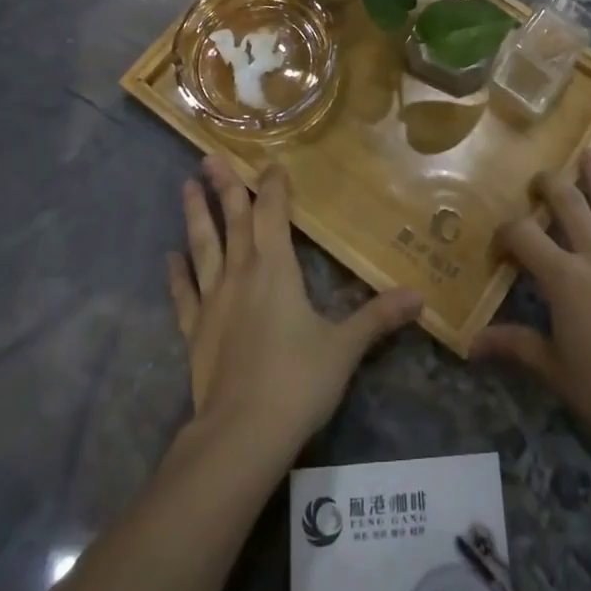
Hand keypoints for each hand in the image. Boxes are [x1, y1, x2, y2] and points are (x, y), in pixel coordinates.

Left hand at [167, 156, 423, 455]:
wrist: (241, 435)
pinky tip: (170, 257)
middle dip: (225, 186)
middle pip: (232, 220)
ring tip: (186, 186)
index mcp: (276, 268)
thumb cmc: (298, 381)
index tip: (272, 163)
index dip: (274, 186)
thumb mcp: (345, 347)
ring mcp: (213, 302)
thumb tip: (420, 297)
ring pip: (203, 247)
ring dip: (195, 215)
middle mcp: (241, 274)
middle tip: (209, 156)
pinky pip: (184, 294)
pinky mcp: (195, 332)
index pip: (272, 213)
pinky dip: (177, 274)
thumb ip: (378, 317)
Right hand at [473, 149, 590, 463]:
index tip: (501, 245)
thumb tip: (471, 344)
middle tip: (540, 180)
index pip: (524, 235)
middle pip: (570, 203)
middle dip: (550, 185)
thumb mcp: (553, 369)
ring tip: (588, 154)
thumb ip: (514, 345)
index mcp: (564, 278)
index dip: (506, 232)